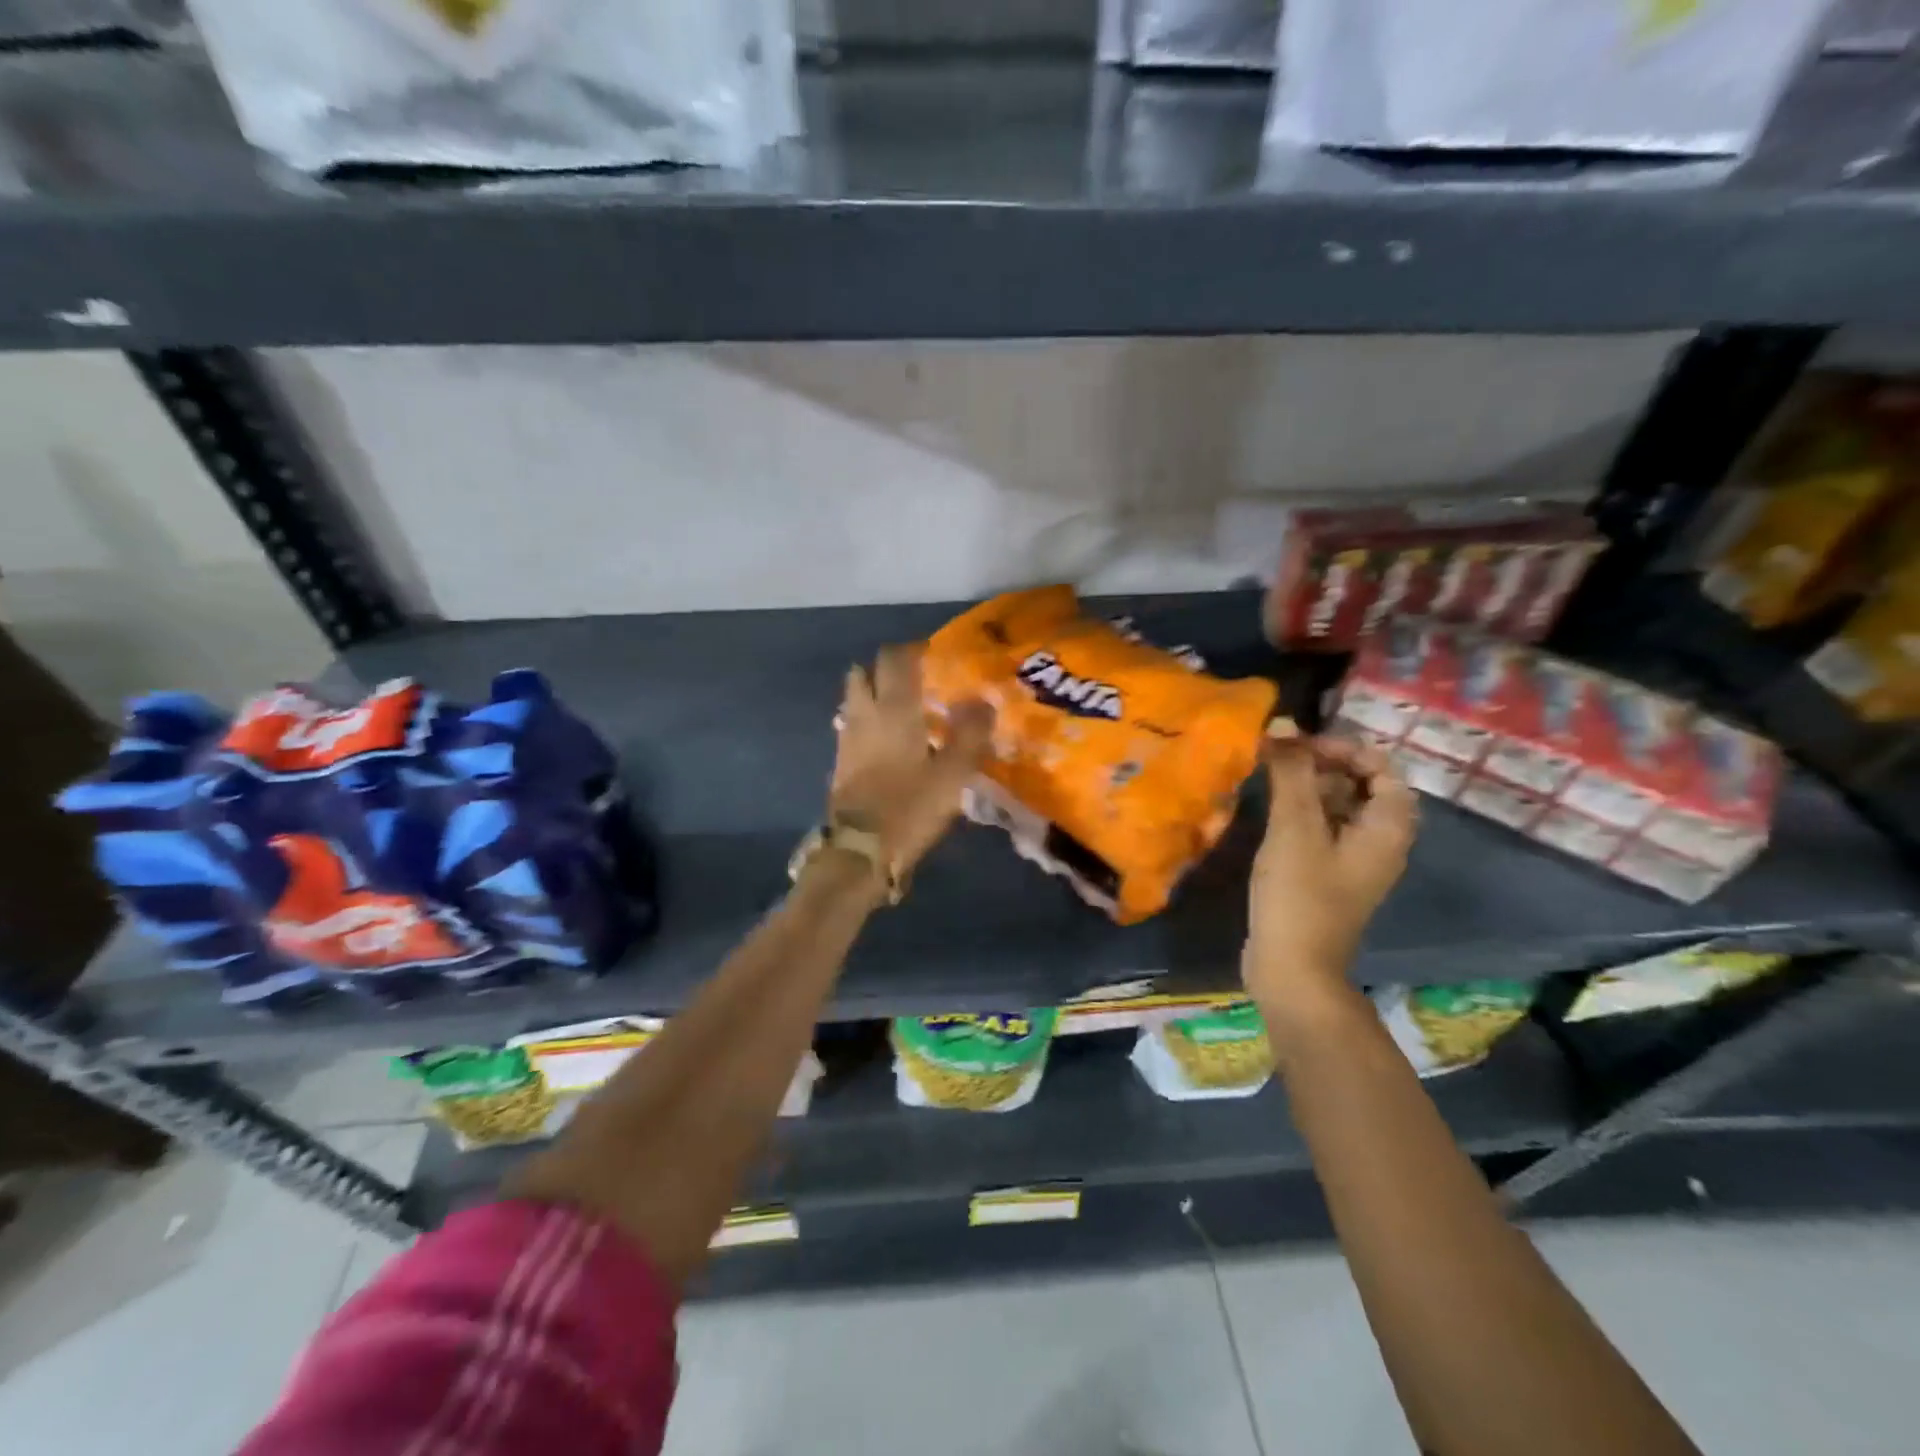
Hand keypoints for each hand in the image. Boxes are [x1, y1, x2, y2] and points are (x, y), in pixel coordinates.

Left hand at [829, 645, 994, 880]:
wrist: (859, 852)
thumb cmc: (910, 808)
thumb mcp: (953, 774)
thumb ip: (970, 734)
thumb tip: (984, 699)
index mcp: (893, 709)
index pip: (895, 658)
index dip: (914, 650)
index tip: (936, 656)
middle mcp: (864, 714)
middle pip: (865, 673)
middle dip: (888, 669)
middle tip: (918, 681)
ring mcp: (847, 738)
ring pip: (855, 699)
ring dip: (874, 694)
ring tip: (904, 710)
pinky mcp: (840, 762)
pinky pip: (852, 726)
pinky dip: (868, 721)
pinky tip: (889, 741)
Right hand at [1244, 733, 1416, 1008]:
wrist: (1292, 970)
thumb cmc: (1300, 896)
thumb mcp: (1295, 828)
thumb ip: (1291, 774)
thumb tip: (1282, 725)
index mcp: (1387, 829)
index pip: (1381, 768)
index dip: (1343, 748)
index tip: (1299, 745)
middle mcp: (1378, 843)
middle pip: (1360, 786)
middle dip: (1322, 764)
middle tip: (1278, 756)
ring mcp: (1352, 863)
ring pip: (1338, 808)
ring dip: (1307, 787)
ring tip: (1267, 776)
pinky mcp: (1326, 877)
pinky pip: (1321, 831)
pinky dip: (1300, 813)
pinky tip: (1268, 811)